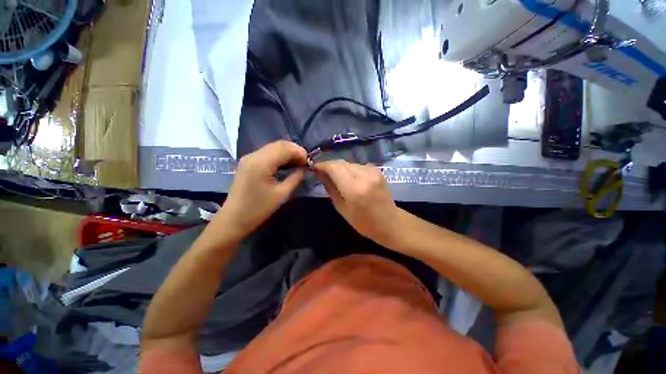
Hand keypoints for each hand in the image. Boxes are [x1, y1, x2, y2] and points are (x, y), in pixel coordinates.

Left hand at [216, 140, 307, 237]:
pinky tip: (287, 164)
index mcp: (261, 163)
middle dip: (295, 151)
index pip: (285, 148)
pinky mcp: (248, 162)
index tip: (310, 163)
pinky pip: (267, 153)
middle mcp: (254, 155)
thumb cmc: (259, 209)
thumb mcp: (282, 194)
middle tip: (305, 163)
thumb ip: (296, 177)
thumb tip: (305, 168)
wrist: (234, 219)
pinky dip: (280, 156)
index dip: (300, 153)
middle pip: (279, 144)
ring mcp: (249, 157)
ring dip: (288, 153)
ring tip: (299, 164)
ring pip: (273, 147)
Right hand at [315, 160, 400, 243]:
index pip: (334, 167)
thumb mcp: (341, 208)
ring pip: (349, 163)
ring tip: (336, 178)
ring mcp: (373, 171)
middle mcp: (364, 175)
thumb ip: (330, 187)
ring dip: (340, 168)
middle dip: (330, 166)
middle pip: (341, 163)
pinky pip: (358, 166)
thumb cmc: (363, 222)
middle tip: (323, 173)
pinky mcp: (377, 170)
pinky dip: (350, 170)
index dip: (323, 165)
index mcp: (354, 188)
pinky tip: (350, 179)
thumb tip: (319, 173)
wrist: (390, 222)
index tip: (315, 168)